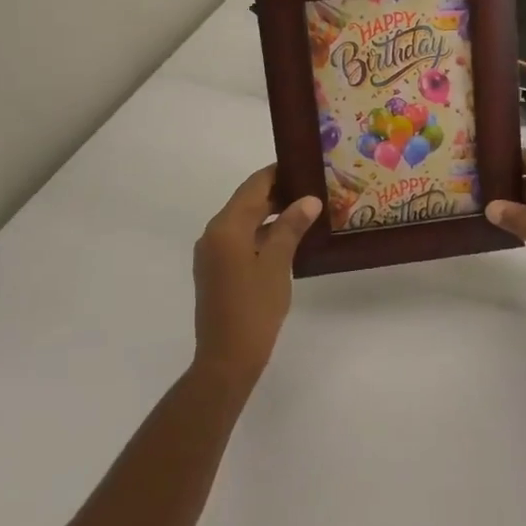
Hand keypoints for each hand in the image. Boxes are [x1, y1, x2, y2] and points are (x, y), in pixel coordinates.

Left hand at [192, 166, 321, 389]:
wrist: (226, 360)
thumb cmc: (254, 309)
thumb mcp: (277, 264)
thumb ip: (291, 227)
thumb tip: (309, 199)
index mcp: (226, 227)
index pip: (254, 186)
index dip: (278, 173)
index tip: (305, 165)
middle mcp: (214, 233)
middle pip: (248, 201)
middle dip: (278, 192)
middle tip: (313, 188)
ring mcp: (212, 253)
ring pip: (245, 221)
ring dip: (271, 213)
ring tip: (306, 210)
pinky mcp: (216, 270)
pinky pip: (240, 239)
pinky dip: (262, 233)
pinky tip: (288, 238)